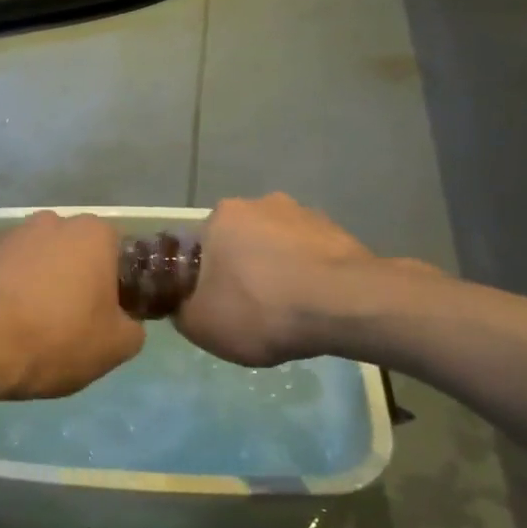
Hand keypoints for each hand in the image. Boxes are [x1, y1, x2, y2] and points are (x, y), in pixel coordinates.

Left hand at [0, 212, 145, 400]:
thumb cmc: (56, 337)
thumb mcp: (115, 346)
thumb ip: (133, 328)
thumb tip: (125, 322)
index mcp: (93, 233)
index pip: (119, 254)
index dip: (119, 287)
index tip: (110, 317)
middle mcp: (53, 222)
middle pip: (78, 254)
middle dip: (79, 282)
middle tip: (76, 323)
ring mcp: (12, 235)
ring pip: (42, 262)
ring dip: (44, 285)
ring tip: (37, 327)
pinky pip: (10, 273)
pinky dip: (14, 291)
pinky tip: (9, 323)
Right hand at [175, 194, 439, 366]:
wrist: (345, 306)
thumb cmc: (260, 309)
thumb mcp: (200, 324)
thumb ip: (181, 310)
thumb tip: (184, 305)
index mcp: (221, 216)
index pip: (198, 247)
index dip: (201, 278)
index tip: (212, 304)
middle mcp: (260, 203)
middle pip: (238, 243)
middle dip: (239, 270)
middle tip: (247, 309)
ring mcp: (304, 214)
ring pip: (276, 248)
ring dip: (276, 271)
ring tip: (285, 312)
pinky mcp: (338, 232)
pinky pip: (309, 257)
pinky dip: (306, 277)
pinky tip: (312, 307)